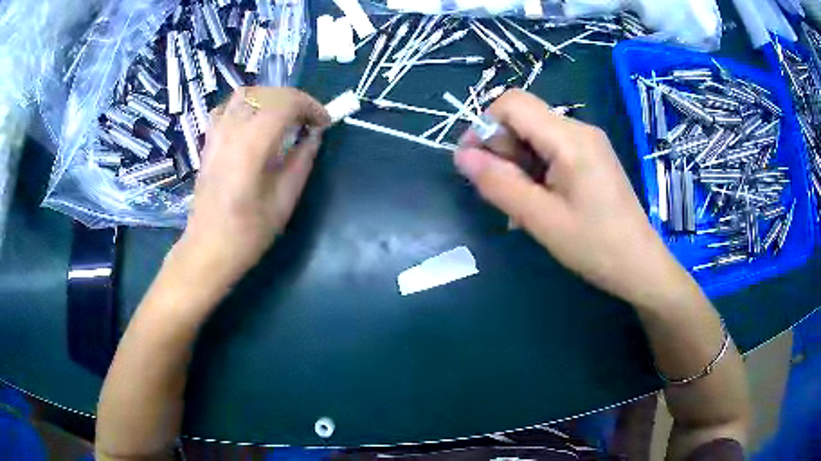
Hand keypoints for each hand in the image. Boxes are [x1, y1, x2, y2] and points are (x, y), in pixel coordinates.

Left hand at [176, 87, 330, 290]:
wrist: (208, 248)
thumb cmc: (248, 232)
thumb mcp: (284, 200)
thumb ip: (302, 161)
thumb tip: (314, 135)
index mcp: (251, 146)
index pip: (285, 104)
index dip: (310, 106)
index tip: (324, 123)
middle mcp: (231, 131)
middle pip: (266, 94)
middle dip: (294, 100)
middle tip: (309, 120)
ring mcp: (216, 134)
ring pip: (244, 94)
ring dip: (270, 98)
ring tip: (284, 116)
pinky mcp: (209, 141)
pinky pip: (226, 108)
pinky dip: (246, 105)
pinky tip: (254, 121)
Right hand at [454, 89, 692, 306]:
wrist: (640, 265)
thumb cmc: (595, 246)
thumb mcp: (540, 219)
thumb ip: (499, 184)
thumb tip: (461, 155)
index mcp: (570, 138)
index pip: (512, 103)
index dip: (484, 125)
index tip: (474, 163)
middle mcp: (579, 129)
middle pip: (523, 117)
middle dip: (502, 148)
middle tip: (503, 192)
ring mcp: (588, 142)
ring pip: (535, 134)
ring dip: (517, 162)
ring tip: (522, 203)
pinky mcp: (591, 156)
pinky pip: (551, 148)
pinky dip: (535, 168)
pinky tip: (539, 199)